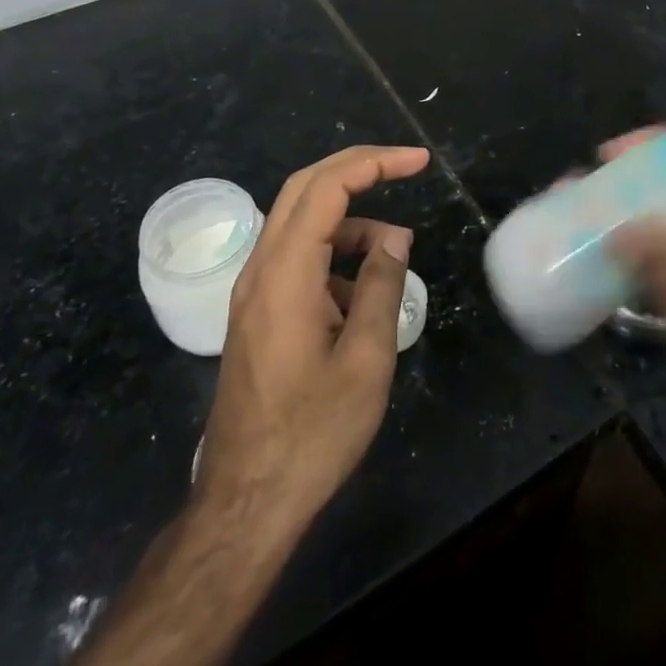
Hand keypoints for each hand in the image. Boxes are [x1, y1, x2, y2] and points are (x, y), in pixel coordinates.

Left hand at [196, 145, 428, 537]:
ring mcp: (253, 291)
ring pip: (301, 224)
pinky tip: (362, 298)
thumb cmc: (313, 434)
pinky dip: (334, 256)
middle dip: (357, 169)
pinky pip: (297, 259)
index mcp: (285, 273)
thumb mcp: (366, 359)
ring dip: (350, 222)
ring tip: (394, 257)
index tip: (419, 162)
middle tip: (406, 168)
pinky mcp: (257, 313)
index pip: (327, 187)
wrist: (245, 503)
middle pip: (304, 188)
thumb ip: (382, 286)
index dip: (375, 163)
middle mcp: (261, 269)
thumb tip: (395, 237)